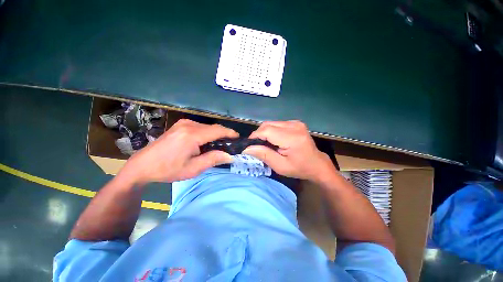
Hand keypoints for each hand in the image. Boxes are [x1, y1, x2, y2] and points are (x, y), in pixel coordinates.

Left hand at [119, 119, 238, 184]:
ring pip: (207, 127)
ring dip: (215, 135)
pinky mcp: (180, 125)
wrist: (143, 165)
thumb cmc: (168, 169)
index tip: (238, 139)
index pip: (218, 130)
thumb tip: (230, 155)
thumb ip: (213, 159)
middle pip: (214, 128)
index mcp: (192, 135)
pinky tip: (205, 143)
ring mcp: (183, 123)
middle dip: (224, 135)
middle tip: (230, 146)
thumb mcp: (193, 168)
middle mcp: (189, 125)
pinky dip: (207, 133)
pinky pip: (200, 127)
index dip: (230, 133)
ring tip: (219, 146)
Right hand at [243, 121, 334, 181]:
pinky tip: (274, 139)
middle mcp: (294, 126)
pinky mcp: (295, 122)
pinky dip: (271, 131)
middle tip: (257, 146)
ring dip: (265, 132)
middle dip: (259, 134)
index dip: (255, 136)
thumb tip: (247, 148)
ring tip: (265, 144)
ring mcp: (295, 122)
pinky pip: (277, 124)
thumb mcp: (280, 166)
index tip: (250, 145)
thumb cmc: (299, 168)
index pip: (267, 130)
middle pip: (268, 124)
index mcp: (292, 138)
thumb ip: (264, 155)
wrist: (316, 164)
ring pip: (271, 123)